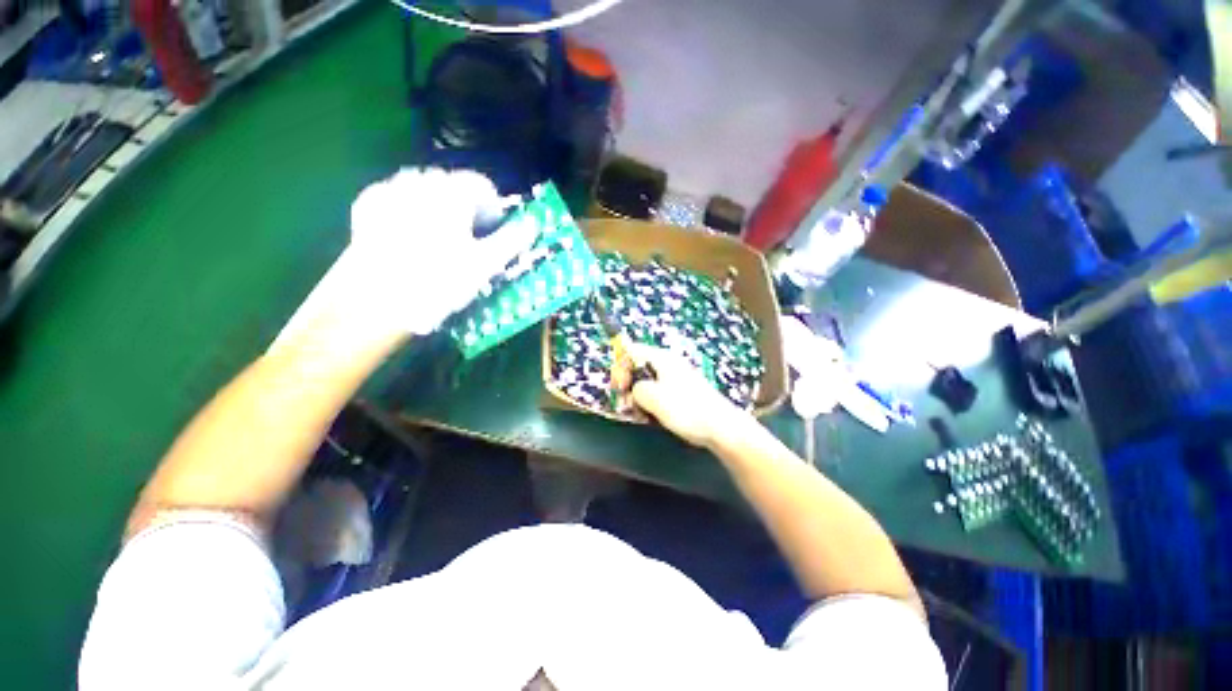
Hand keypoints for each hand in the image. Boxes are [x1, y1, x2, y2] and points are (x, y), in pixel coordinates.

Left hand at [345, 168, 536, 334]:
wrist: (376, 299)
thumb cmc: (440, 280)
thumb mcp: (485, 264)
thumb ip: (512, 240)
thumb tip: (533, 224)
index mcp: (453, 193)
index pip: (482, 185)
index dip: (493, 209)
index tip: (493, 232)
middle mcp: (421, 181)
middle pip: (454, 185)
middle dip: (465, 206)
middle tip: (467, 238)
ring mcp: (391, 189)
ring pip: (425, 188)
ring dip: (438, 206)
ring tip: (439, 238)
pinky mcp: (369, 204)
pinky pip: (399, 196)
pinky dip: (411, 209)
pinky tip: (410, 234)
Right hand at [626, 343, 749, 449]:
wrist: (721, 427)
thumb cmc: (686, 409)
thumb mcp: (653, 397)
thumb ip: (636, 388)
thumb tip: (635, 389)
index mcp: (661, 358)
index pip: (631, 351)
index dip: (619, 367)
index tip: (618, 388)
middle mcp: (668, 364)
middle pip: (637, 367)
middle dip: (628, 385)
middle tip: (626, 405)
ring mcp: (675, 378)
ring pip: (646, 382)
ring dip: (637, 398)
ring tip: (640, 415)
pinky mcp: (680, 393)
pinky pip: (657, 393)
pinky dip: (650, 403)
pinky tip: (651, 417)